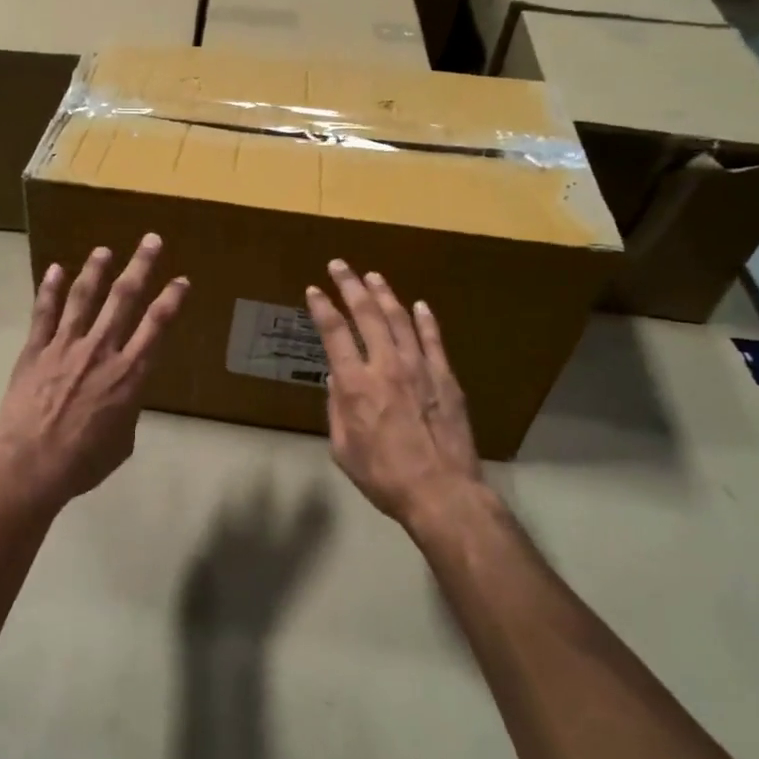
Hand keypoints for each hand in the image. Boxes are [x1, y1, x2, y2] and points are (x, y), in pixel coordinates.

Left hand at [0, 233, 189, 508]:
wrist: (31, 467)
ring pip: (84, 298)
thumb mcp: (123, 441)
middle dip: (140, 266)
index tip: (182, 279)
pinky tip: (55, 268)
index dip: (172, 299)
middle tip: (151, 240)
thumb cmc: (83, 462)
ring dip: (96, 270)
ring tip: (105, 250)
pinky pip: (43, 313)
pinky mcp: (35, 351)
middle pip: (124, 299)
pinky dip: (49, 289)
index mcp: (129, 374)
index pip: (156, 325)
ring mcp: (65, 346)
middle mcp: (101, 350)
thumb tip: (123, 395)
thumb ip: (127, 408)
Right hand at [305, 260, 481, 528]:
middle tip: (339, 265)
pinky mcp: (445, 378)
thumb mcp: (343, 449)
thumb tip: (336, 380)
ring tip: (373, 276)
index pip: (334, 334)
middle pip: (366, 314)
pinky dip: (425, 319)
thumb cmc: (383, 476)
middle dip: (350, 285)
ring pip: (399, 319)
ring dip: (384, 294)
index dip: (321, 308)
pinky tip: (419, 305)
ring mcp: (420, 368)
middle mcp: (386, 366)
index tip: (313, 290)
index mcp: (355, 384)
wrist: (441, 492)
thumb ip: (337, 411)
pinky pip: (433, 340)